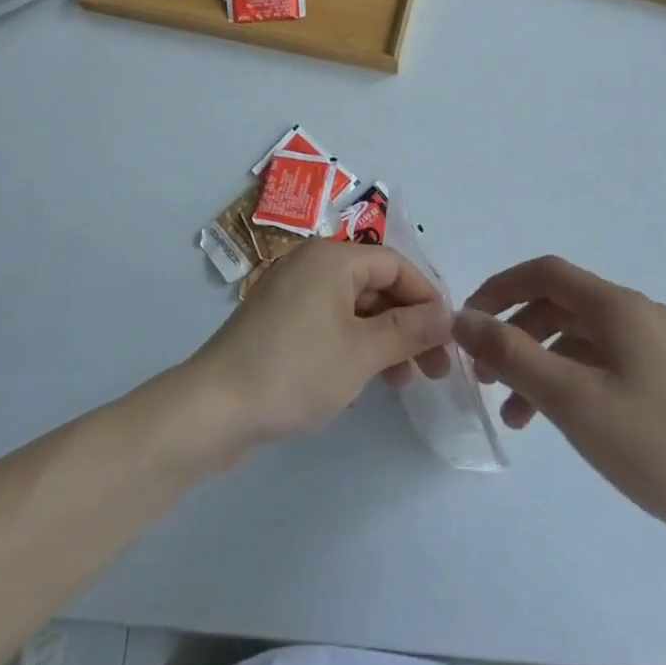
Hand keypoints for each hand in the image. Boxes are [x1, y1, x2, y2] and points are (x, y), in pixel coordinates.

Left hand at [187, 240, 453, 452]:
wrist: (216, 406)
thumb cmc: (295, 370)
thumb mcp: (362, 352)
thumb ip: (409, 330)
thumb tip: (447, 314)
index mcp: (332, 258)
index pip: (395, 264)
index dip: (427, 297)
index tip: (450, 338)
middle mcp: (311, 265)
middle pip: (375, 284)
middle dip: (408, 323)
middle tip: (434, 369)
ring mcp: (292, 292)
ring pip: (354, 307)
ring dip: (384, 339)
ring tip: (404, 382)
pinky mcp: (279, 321)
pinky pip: (330, 322)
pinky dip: (354, 345)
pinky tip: (365, 381)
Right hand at [453, 256, 665, 553]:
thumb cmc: (650, 445)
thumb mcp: (568, 398)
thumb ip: (510, 353)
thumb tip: (462, 318)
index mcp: (619, 306)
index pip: (545, 273)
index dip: (499, 288)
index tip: (469, 321)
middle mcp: (638, 313)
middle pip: (559, 305)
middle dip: (515, 333)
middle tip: (484, 372)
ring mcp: (656, 345)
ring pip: (578, 337)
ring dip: (538, 363)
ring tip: (513, 411)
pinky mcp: (665, 376)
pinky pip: (602, 361)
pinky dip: (569, 379)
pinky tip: (554, 418)